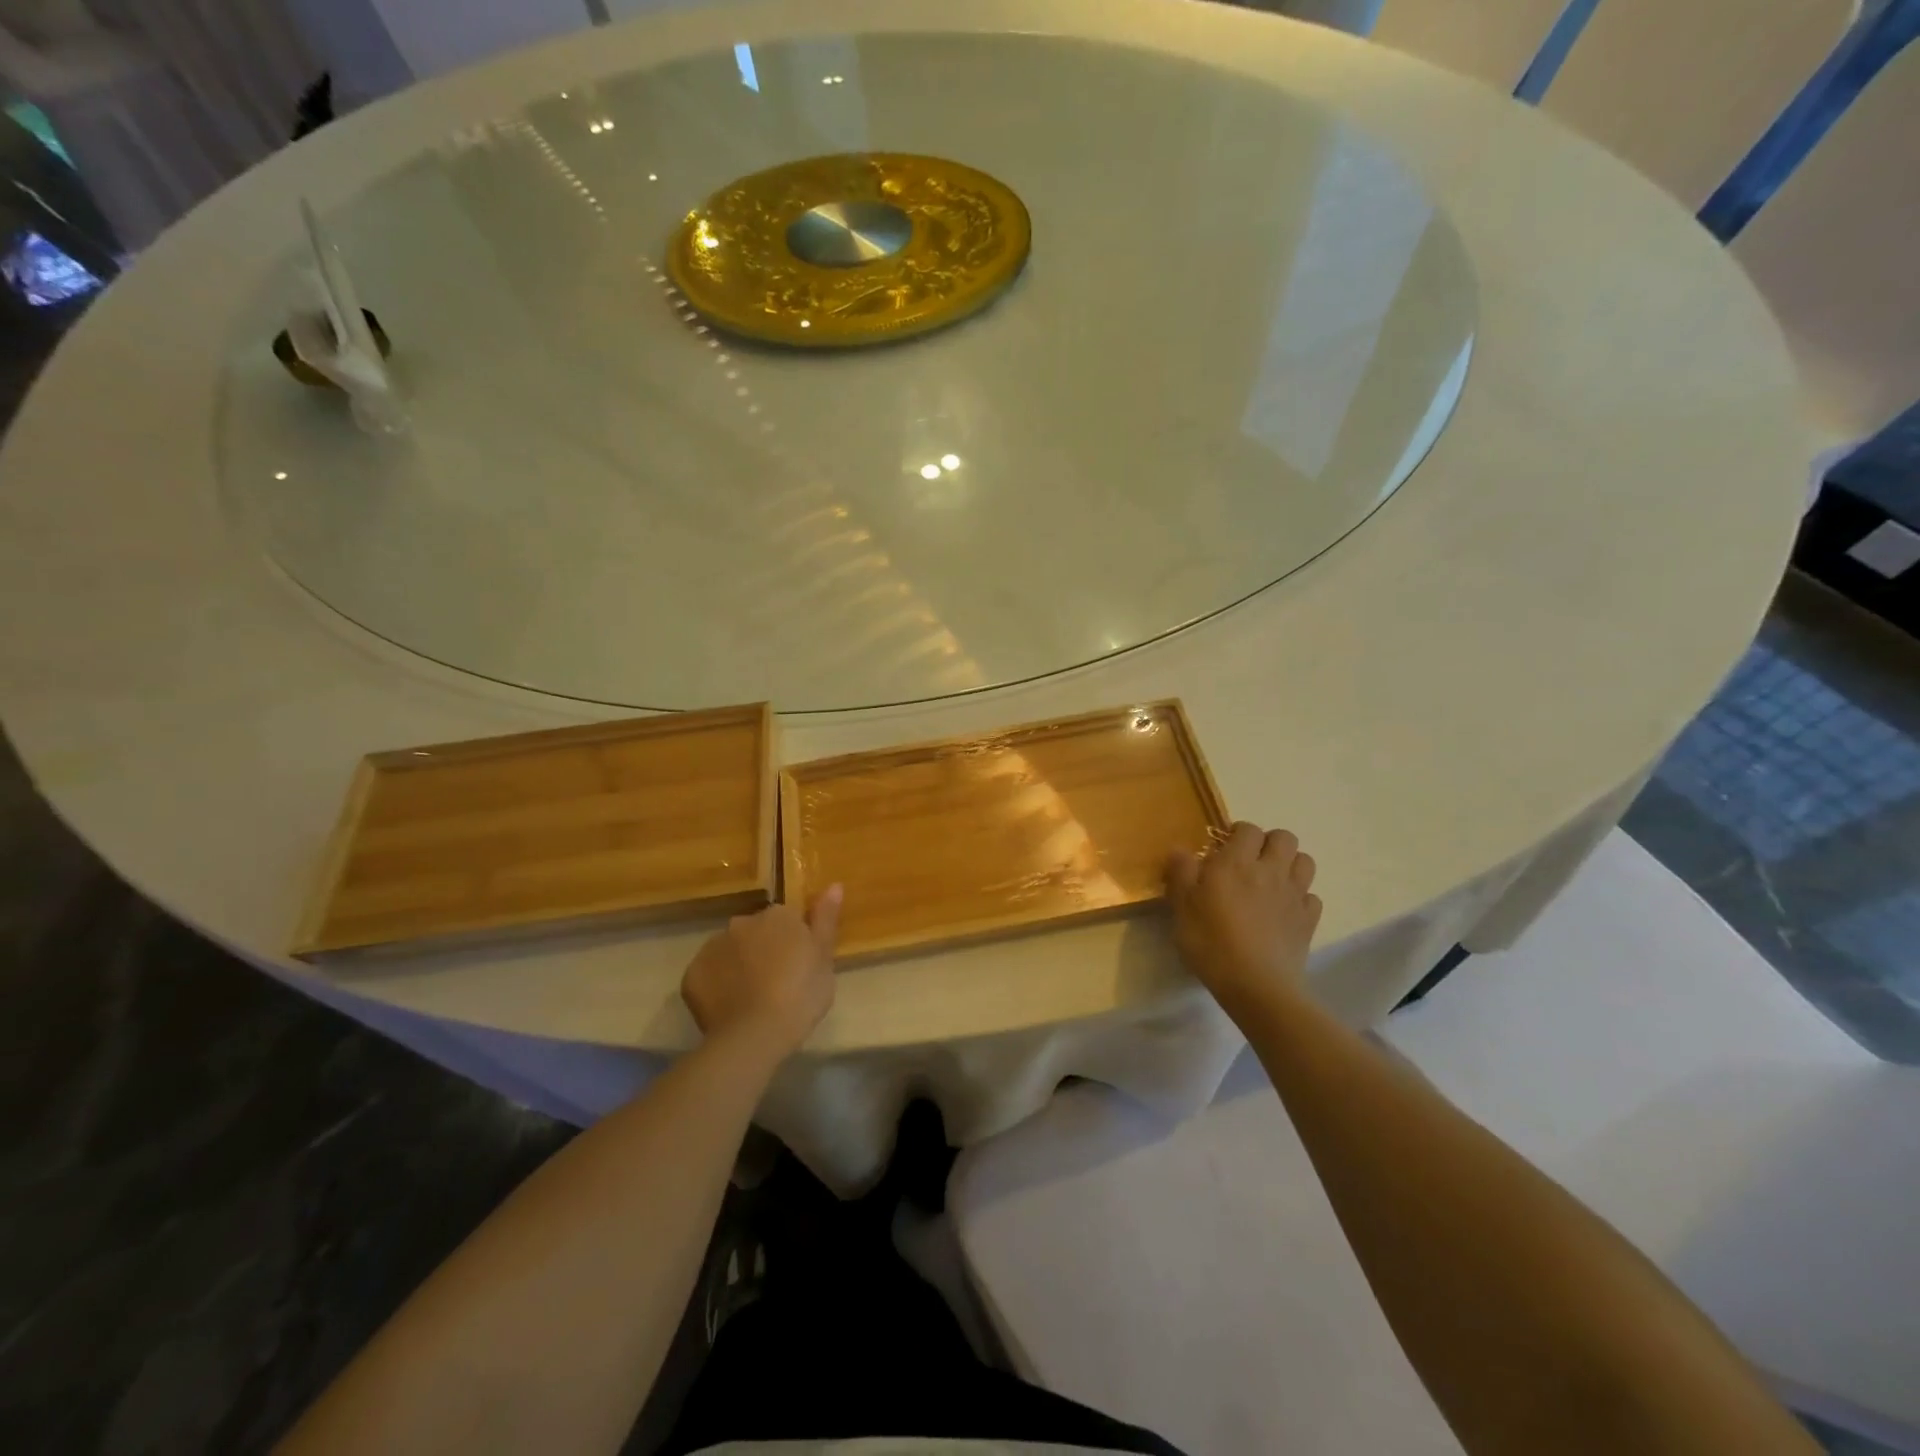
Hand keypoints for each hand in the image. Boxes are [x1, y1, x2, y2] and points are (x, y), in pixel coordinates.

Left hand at [681, 887, 842, 1060]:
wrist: (755, 1035)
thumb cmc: (801, 995)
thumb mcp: (825, 958)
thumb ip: (826, 919)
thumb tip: (834, 885)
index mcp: (777, 916)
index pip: (786, 919)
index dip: (792, 942)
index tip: (799, 966)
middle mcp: (742, 922)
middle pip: (755, 932)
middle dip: (763, 950)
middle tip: (778, 983)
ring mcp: (713, 947)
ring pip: (730, 951)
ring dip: (740, 965)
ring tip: (753, 998)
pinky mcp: (691, 975)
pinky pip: (709, 974)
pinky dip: (718, 985)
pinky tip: (731, 1007)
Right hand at [1166, 822, 1321, 1022]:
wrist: (1256, 986)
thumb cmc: (1211, 942)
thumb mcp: (1182, 907)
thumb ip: (1181, 872)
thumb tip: (1179, 848)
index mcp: (1237, 863)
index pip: (1247, 829)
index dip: (1237, 833)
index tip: (1223, 847)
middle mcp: (1270, 871)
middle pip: (1284, 838)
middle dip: (1268, 842)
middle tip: (1249, 860)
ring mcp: (1294, 896)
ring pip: (1305, 862)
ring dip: (1289, 864)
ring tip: (1270, 880)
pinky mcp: (1308, 921)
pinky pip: (1311, 897)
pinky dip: (1300, 897)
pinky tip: (1284, 910)